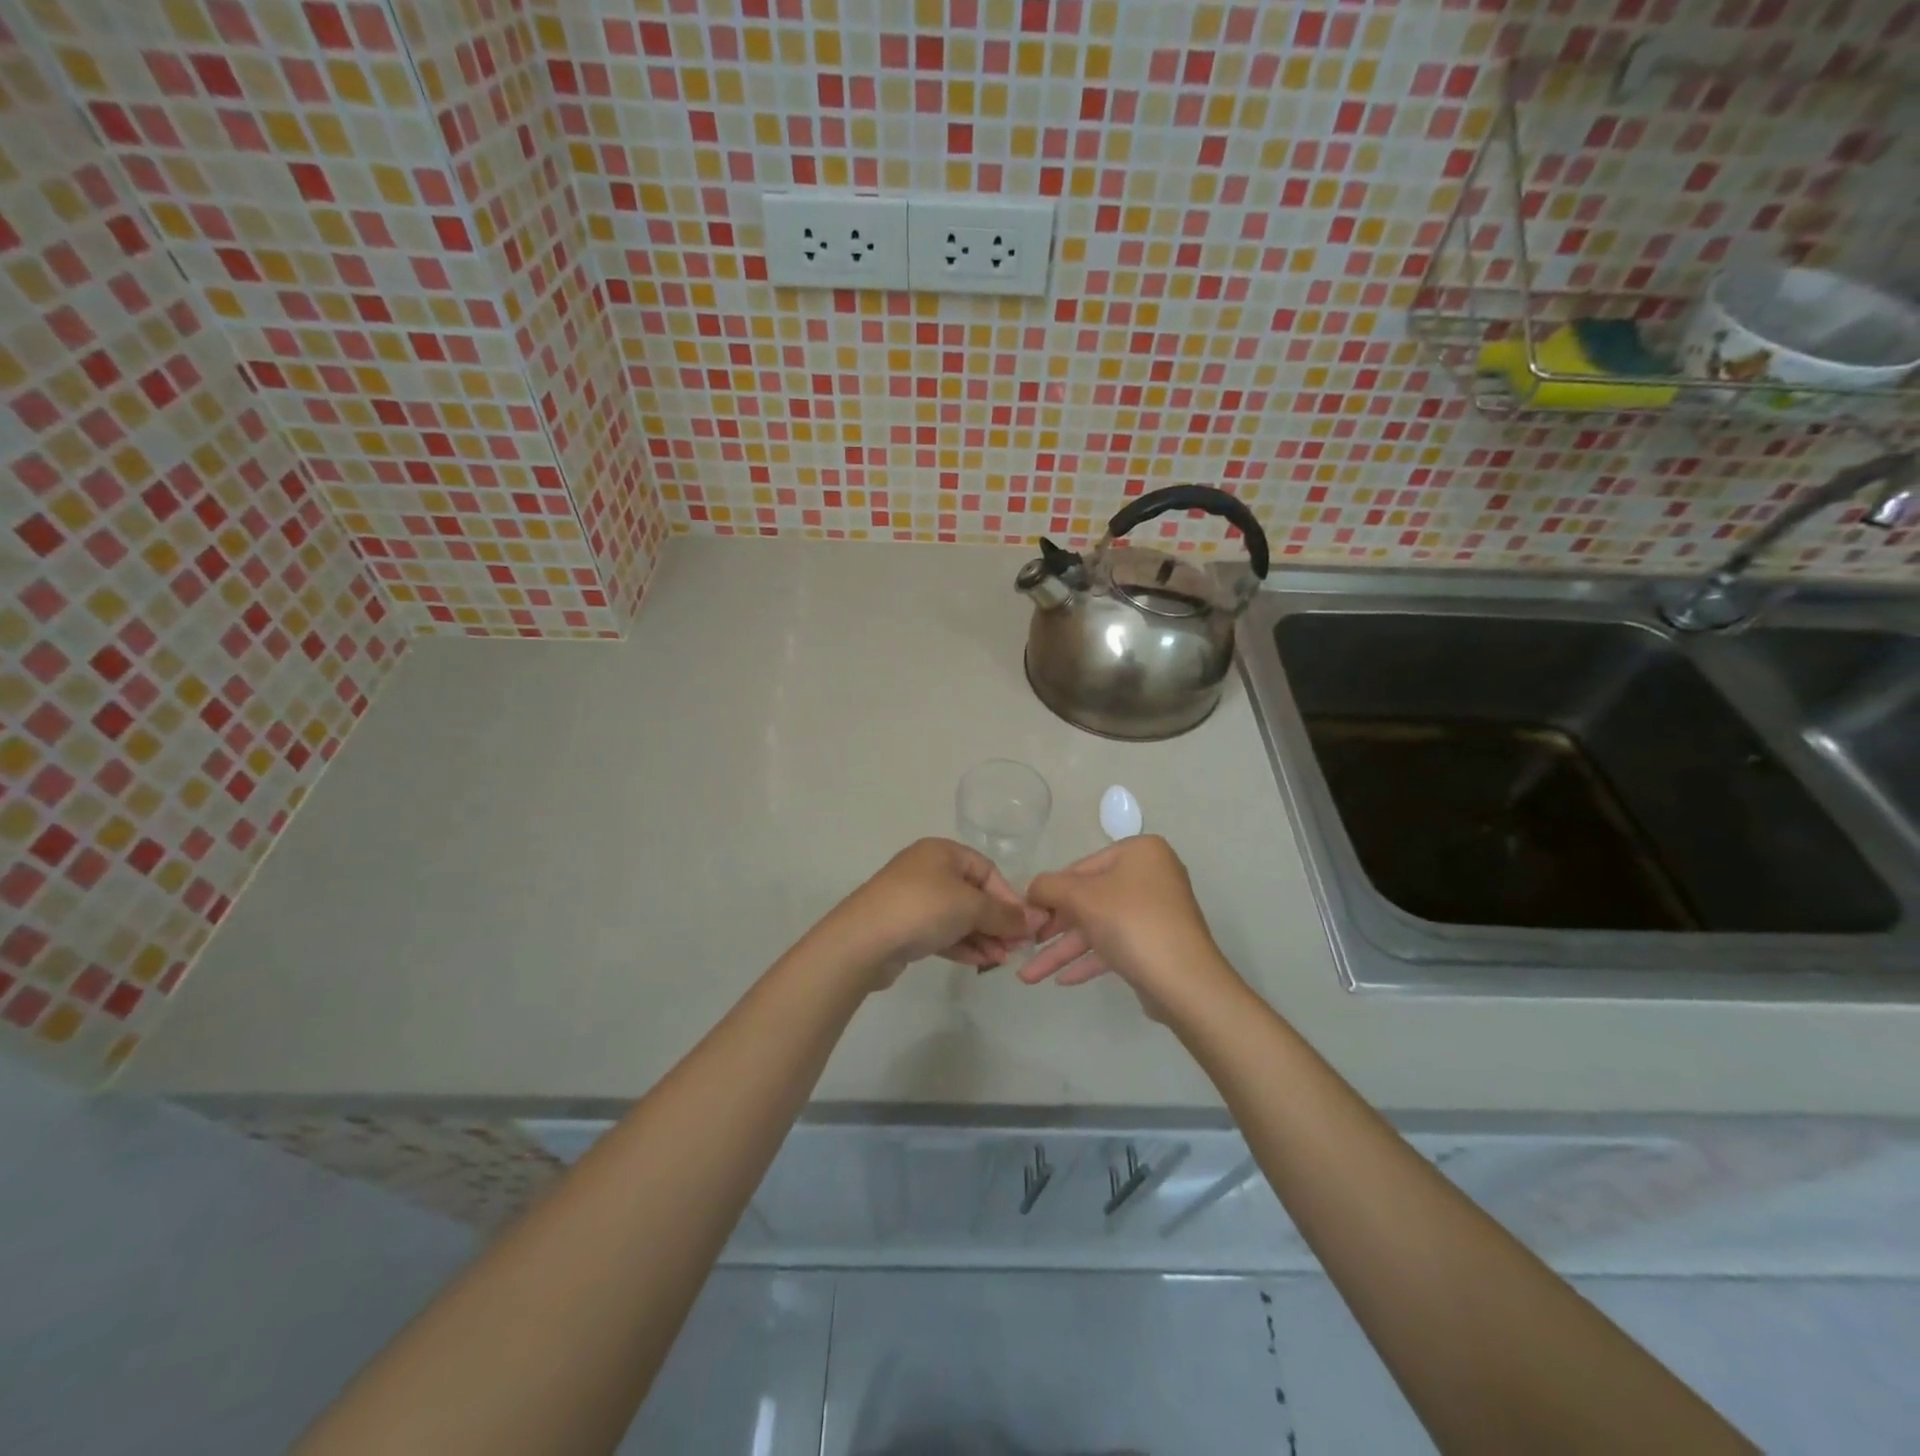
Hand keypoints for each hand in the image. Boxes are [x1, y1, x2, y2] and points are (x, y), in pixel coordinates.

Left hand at [818, 838, 1042, 987]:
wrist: (863, 940)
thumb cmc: (922, 908)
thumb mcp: (970, 906)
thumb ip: (1004, 914)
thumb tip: (1035, 920)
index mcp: (942, 851)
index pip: (987, 870)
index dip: (1008, 897)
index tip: (1024, 926)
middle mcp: (927, 869)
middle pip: (973, 894)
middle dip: (996, 922)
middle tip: (1014, 949)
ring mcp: (913, 899)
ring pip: (958, 916)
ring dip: (982, 937)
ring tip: (1000, 961)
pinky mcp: (905, 926)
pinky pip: (942, 932)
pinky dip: (962, 944)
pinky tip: (980, 962)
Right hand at [1020, 836, 1235, 1016]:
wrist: (1185, 982)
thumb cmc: (1131, 923)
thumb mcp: (1081, 897)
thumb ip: (1048, 886)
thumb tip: (1032, 889)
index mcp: (1139, 852)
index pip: (1080, 867)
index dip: (1049, 892)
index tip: (1025, 915)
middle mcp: (1150, 876)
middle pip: (1088, 899)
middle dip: (1054, 928)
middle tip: (1024, 945)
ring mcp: (1155, 912)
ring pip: (1098, 927)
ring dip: (1063, 951)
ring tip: (1028, 977)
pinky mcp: (1155, 944)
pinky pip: (1114, 946)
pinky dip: (1088, 960)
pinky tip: (1061, 980)